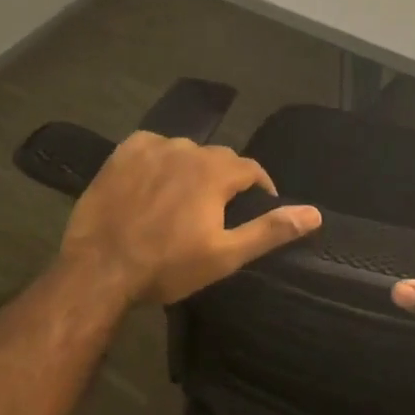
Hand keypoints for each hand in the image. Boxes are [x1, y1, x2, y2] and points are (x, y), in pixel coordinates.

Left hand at [60, 132, 320, 305]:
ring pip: (186, 151)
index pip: (251, 169)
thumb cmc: (168, 266)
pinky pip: (152, 146)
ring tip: (183, 198)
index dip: (259, 188)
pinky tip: (152, 181)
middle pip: (219, 158)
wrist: (100, 268)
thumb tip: (315, 213)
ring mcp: (153, 148)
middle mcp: (188, 149)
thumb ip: (270, 230)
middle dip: (225, 179)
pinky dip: (159, 159)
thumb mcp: (226, 255)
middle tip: (216, 210)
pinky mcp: (123, 153)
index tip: (256, 208)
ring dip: (192, 168)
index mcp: (216, 172)